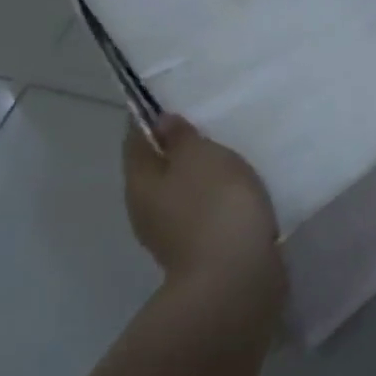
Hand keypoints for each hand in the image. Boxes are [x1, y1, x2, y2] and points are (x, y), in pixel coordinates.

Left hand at [124, 114, 282, 290]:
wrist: (235, 279)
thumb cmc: (214, 206)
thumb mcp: (201, 157)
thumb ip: (181, 137)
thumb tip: (160, 122)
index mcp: (140, 181)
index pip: (136, 138)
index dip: (150, 115)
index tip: (173, 96)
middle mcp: (146, 208)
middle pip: (157, 166)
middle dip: (178, 145)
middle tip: (208, 119)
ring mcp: (171, 233)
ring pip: (182, 189)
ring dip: (200, 172)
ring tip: (230, 150)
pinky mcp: (199, 248)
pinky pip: (203, 209)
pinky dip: (216, 195)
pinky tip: (239, 187)